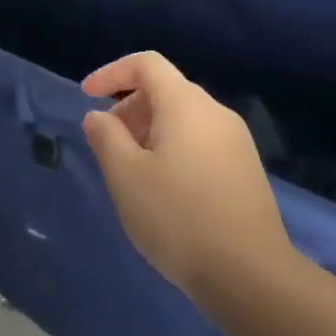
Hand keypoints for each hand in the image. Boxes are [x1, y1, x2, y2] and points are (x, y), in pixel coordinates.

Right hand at [81, 52, 292, 303]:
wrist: (248, 271)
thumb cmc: (177, 217)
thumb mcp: (126, 177)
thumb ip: (106, 138)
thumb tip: (98, 115)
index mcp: (186, 104)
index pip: (147, 64)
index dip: (112, 72)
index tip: (86, 95)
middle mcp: (216, 112)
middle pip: (167, 90)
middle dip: (130, 106)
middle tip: (108, 144)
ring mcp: (236, 140)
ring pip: (185, 118)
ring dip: (151, 130)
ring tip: (132, 171)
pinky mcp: (245, 168)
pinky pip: (202, 141)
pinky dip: (174, 148)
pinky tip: (165, 189)